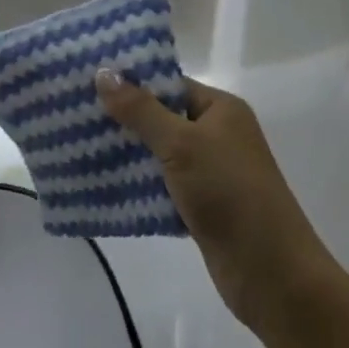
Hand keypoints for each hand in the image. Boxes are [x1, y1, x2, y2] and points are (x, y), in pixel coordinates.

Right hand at [96, 73, 337, 333]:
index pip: (170, 84)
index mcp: (221, 109)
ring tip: (80, 146)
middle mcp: (218, 134)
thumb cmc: (230, 194)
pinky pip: (164, 187)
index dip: (132, 82)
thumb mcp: (181, 145)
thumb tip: (103, 72)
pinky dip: (139, 187)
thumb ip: (141, 110)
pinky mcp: (204, 207)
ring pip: (161, 154)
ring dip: (128, 154)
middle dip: (124, 119)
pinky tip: (104, 185)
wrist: (273, 275)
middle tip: (75, 114)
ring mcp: (212, 172)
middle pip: (163, 117)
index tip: (88, 81)